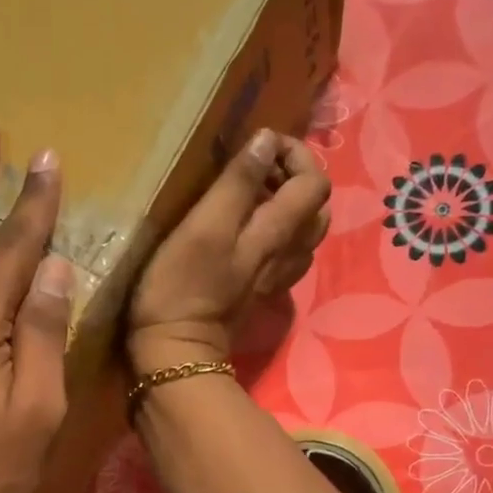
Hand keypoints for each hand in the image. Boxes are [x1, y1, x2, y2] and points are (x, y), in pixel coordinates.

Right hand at [127, 130, 329, 373]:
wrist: (176, 350)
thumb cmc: (181, 286)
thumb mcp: (204, 227)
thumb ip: (238, 183)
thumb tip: (267, 141)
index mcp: (278, 231)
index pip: (314, 181)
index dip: (295, 154)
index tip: (260, 144)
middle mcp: (289, 252)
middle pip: (317, 205)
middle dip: (294, 175)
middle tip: (256, 166)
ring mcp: (277, 274)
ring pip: (305, 230)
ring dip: (287, 202)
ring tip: (252, 193)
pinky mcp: (261, 290)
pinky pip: (287, 251)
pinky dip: (278, 229)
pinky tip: (248, 229)